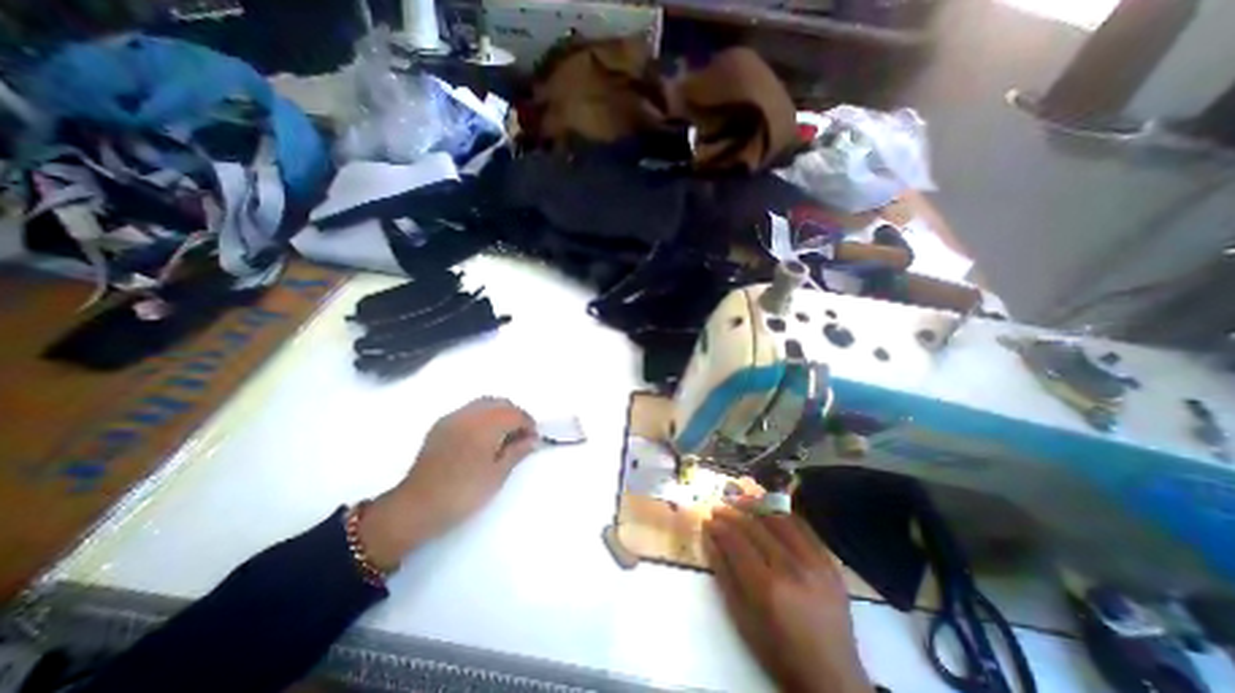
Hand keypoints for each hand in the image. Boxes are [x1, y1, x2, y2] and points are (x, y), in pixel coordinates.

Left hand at [354, 398, 532, 570]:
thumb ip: (517, 452)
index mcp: (484, 426)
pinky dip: (482, 416)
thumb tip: (533, 439)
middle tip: (521, 436)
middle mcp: (468, 415)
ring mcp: (452, 418)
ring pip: (484, 403)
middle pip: (500, 403)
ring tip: (503, 435)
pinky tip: (482, 436)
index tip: (533, 439)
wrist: (415, 508)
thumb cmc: (462, 494)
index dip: (528, 424)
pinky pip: (468, 410)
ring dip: (499, 413)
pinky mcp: (441, 425)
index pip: (515, 414)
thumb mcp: (497, 475)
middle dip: (515, 415)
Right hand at [710, 502, 871, 692]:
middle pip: (756, 527)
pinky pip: (803, 527)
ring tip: (741, 502)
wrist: (831, 676)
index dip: (720, 527)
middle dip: (733, 513)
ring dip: (756, 506)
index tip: (707, 519)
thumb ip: (723, 571)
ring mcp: (815, 564)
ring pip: (780, 519)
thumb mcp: (741, 617)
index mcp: (767, 587)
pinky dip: (782, 514)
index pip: (737, 542)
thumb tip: (708, 535)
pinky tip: (769, 511)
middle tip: (719, 507)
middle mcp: (792, 569)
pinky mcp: (830, 563)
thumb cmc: (777, 651)